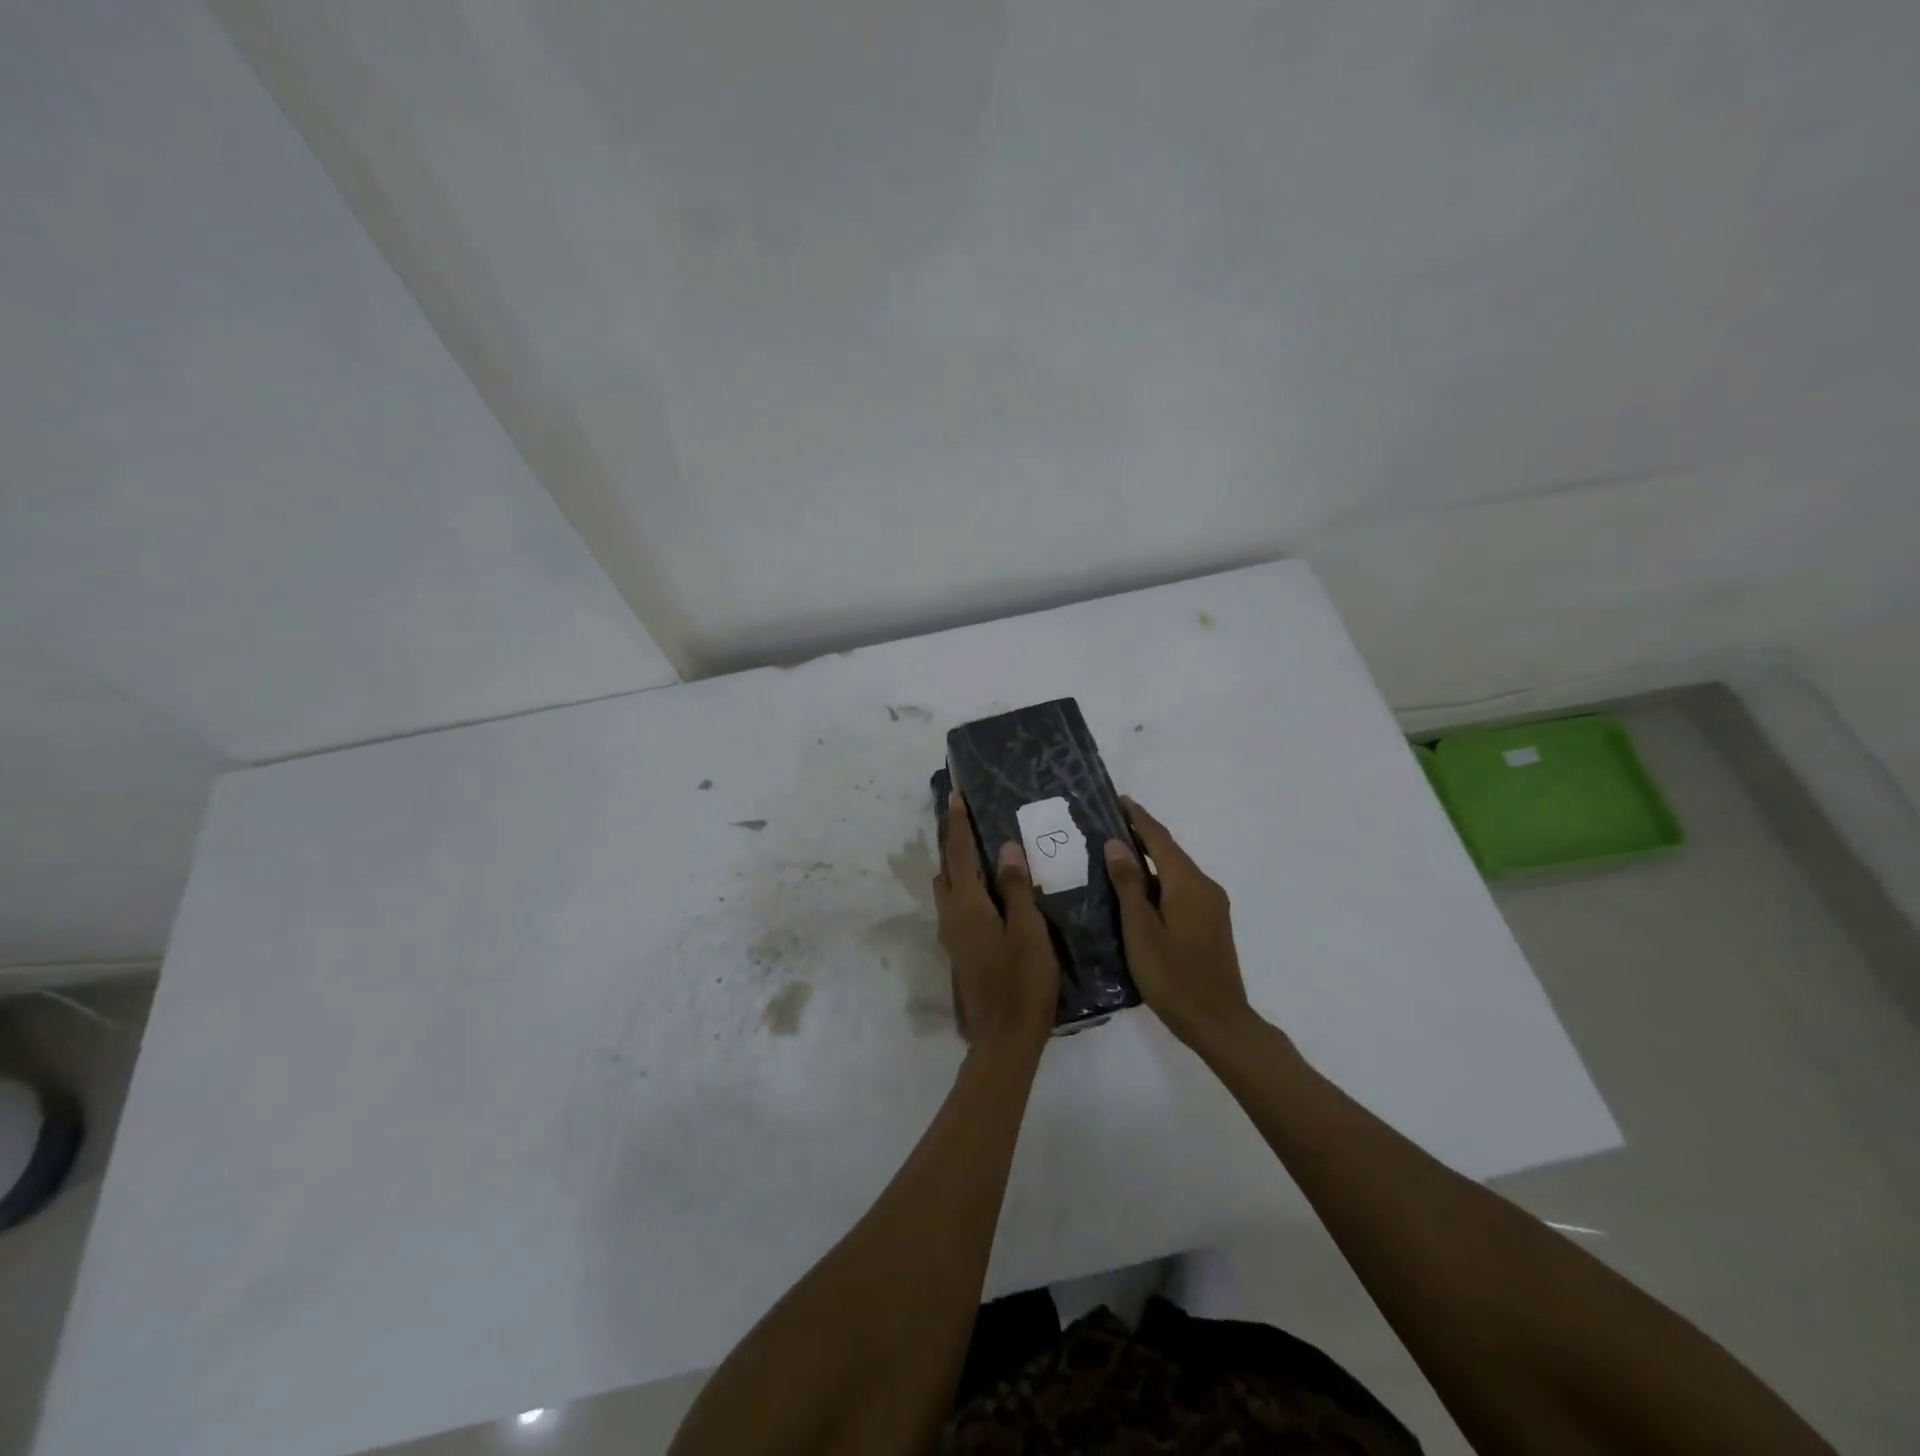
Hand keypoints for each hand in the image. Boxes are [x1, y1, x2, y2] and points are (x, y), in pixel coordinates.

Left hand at [933, 794, 1058, 1055]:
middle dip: (951, 838)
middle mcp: (951, 914)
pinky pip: (956, 903)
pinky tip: (988, 887)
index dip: (957, 822)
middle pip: (946, 866)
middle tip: (966, 815)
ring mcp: (952, 934)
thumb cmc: (1023, 982)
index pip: (958, 853)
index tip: (955, 795)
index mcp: (967, 905)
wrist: (1004, 1038)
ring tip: (978, 844)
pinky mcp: (960, 948)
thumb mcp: (1029, 931)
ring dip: (956, 862)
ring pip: (948, 886)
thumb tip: (1005, 848)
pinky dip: (964, 883)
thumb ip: (1017, 888)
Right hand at [1104, 798, 1257, 1051]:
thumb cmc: (1173, 977)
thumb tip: (1117, 844)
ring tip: (1114, 855)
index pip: (1160, 839)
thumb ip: (1129, 885)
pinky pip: (1180, 889)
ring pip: (1175, 872)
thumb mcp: (1141, 930)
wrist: (1218, 1022)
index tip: (1117, 799)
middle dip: (1141, 836)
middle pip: (1170, 852)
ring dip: (1148, 860)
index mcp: (1188, 884)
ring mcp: (1211, 906)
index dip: (1138, 818)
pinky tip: (1137, 891)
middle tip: (1107, 826)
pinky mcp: (1210, 923)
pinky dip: (1158, 881)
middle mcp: (1204, 887)